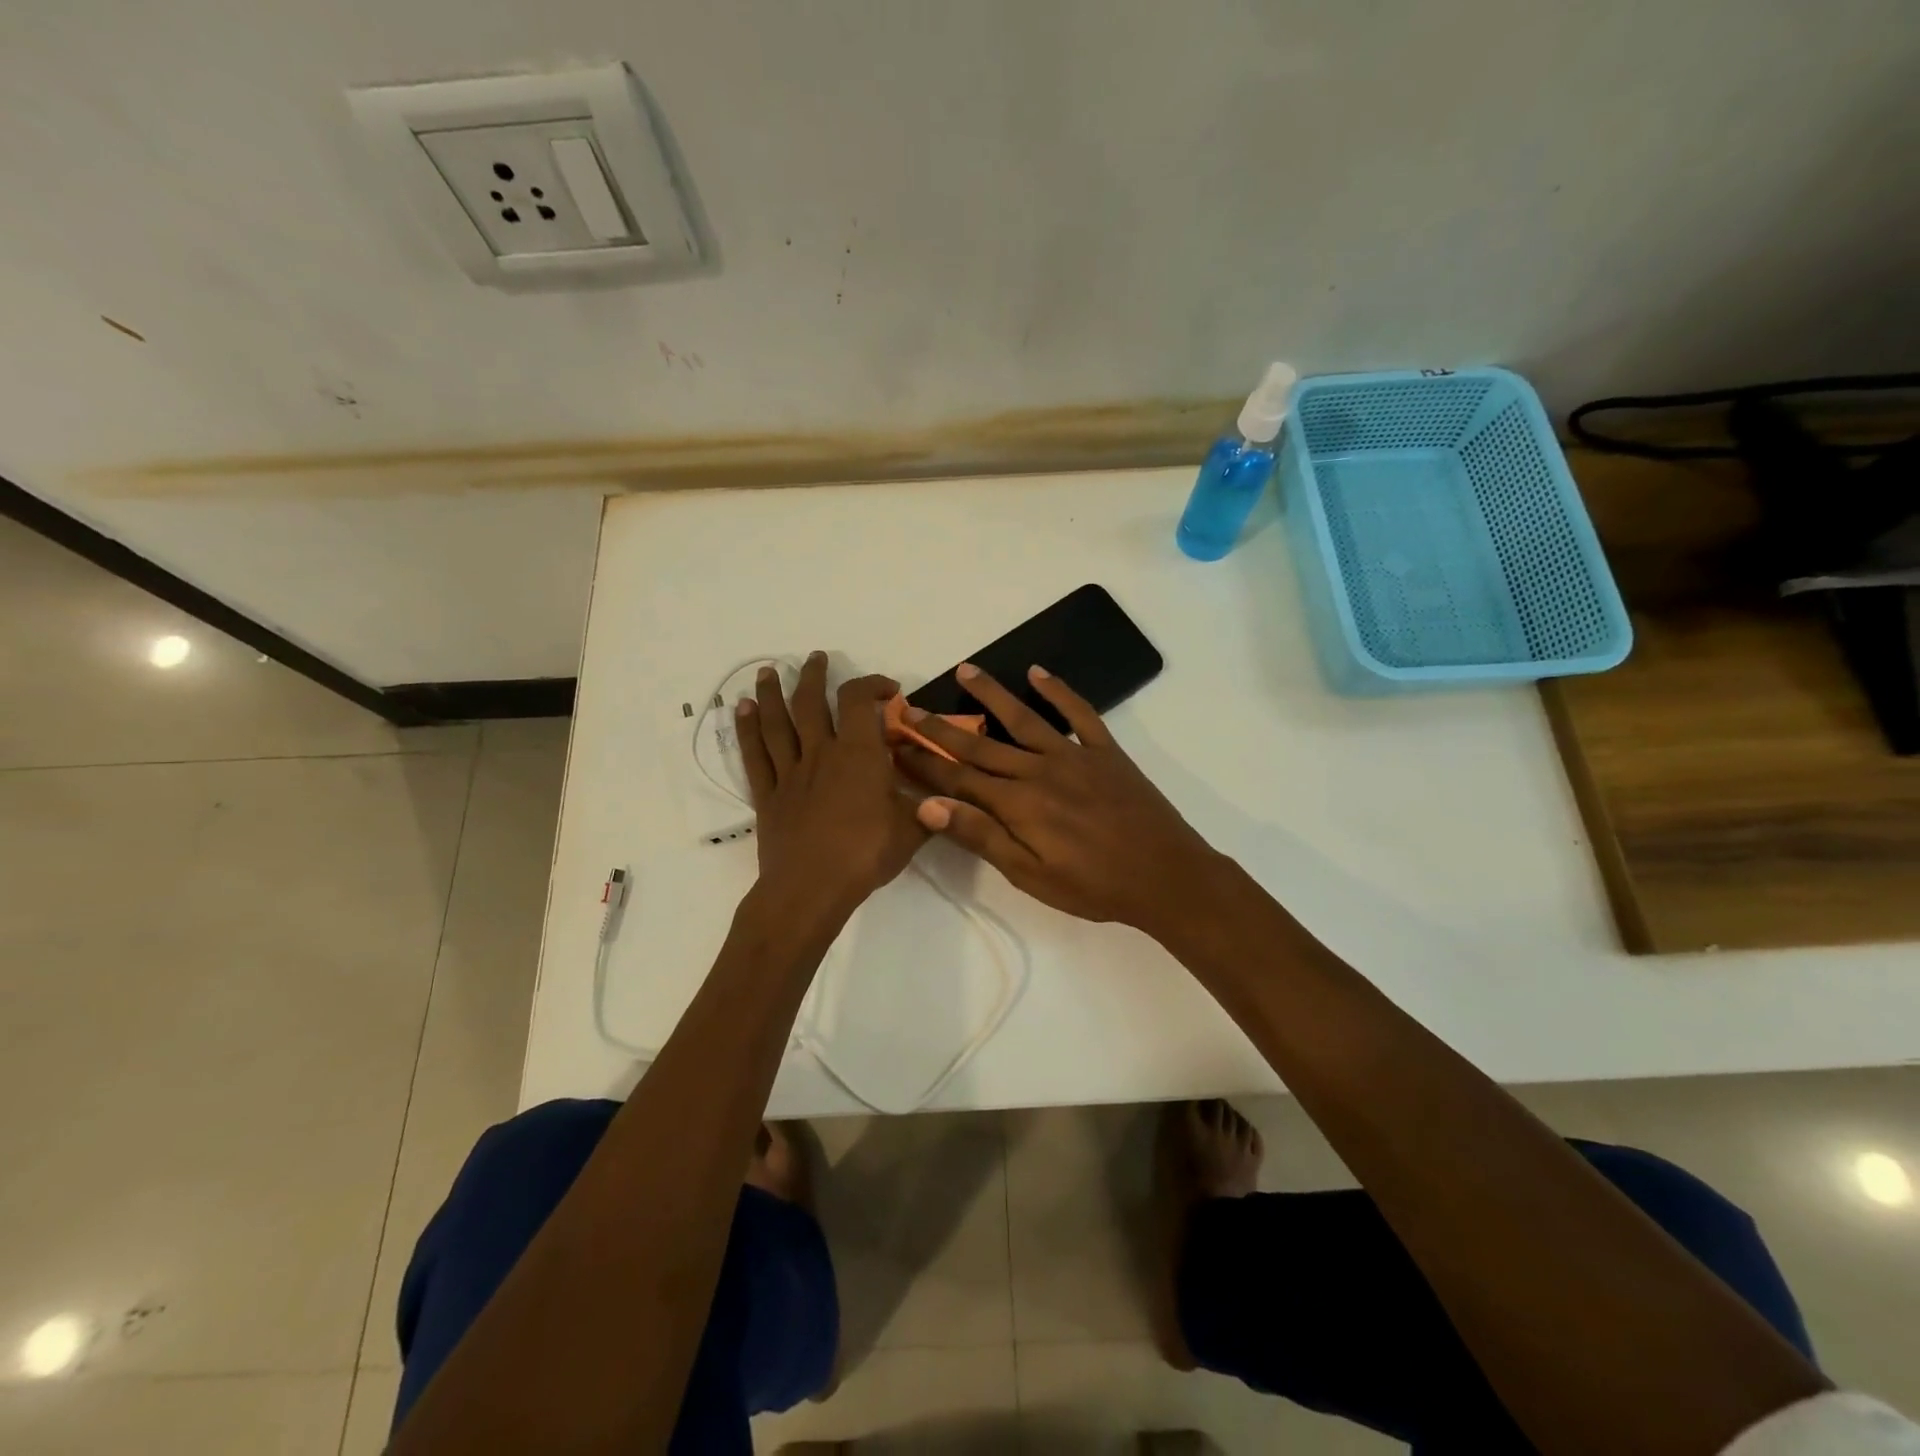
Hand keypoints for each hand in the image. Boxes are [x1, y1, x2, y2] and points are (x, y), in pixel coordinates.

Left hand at [737, 652, 925, 914]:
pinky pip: (754, 755)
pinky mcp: (768, 796)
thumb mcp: (913, 828)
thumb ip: (928, 805)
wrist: (812, 888)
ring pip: (776, 722)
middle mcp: (820, 753)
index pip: (859, 700)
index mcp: (858, 753)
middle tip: (815, 658)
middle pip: (810, 702)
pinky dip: (746, 730)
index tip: (889, 690)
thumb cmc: (866, 853)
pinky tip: (740, 710)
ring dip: (771, 693)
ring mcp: (790, 773)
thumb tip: (945, 794)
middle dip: (813, 675)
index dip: (872, 684)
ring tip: (766, 670)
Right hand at [894, 663, 1223, 936]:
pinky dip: (1059, 691)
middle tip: (911, 707)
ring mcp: (1073, 755)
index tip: (894, 745)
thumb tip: (928, 806)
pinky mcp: (1105, 751)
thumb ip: (981, 836)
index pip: (957, 779)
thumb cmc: (1094, 886)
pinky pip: (1079, 713)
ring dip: (991, 694)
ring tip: (966, 670)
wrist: (1166, 876)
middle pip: (980, 746)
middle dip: (941, 727)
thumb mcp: (1030, 875)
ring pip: (1023, 718)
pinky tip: (1038, 672)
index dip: (923, 762)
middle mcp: (1038, 770)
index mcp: (1017, 805)